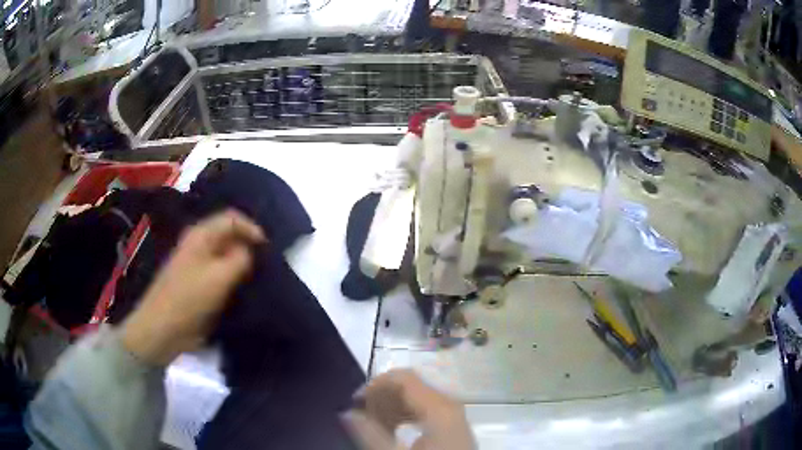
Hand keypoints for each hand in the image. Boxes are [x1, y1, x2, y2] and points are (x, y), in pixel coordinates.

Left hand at [121, 209, 265, 364]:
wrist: (163, 328)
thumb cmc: (189, 299)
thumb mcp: (219, 277)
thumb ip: (240, 259)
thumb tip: (250, 251)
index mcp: (201, 235)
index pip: (232, 219)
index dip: (252, 228)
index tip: (268, 249)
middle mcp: (199, 245)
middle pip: (229, 235)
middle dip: (248, 246)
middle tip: (265, 264)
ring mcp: (197, 264)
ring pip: (225, 255)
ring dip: (241, 264)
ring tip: (257, 277)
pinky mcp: (197, 283)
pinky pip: (220, 273)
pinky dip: (233, 277)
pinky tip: (242, 289)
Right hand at [343, 369, 474, 449]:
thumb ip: (369, 433)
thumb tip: (347, 413)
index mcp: (439, 407)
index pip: (403, 378)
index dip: (375, 384)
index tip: (354, 401)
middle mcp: (450, 404)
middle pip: (411, 386)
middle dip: (382, 397)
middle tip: (360, 415)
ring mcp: (454, 414)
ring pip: (417, 398)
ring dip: (391, 407)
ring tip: (373, 425)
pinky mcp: (453, 425)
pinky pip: (426, 410)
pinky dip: (405, 415)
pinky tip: (392, 431)